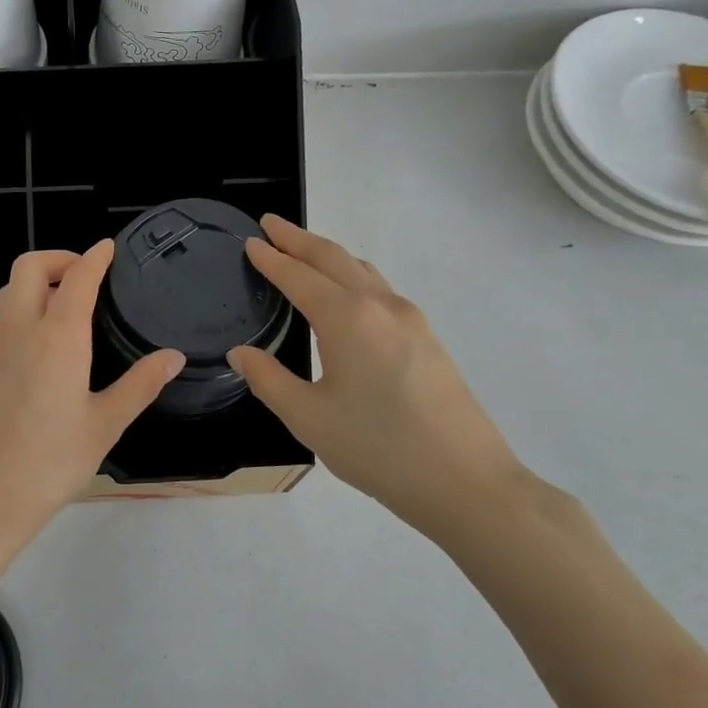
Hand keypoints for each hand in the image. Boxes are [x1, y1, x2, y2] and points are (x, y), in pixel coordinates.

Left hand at [0, 242, 182, 588]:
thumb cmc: (50, 463)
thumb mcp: (105, 425)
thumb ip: (140, 385)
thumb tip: (173, 356)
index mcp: (57, 336)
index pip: (78, 278)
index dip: (95, 257)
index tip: (108, 248)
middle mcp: (17, 329)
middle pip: (29, 267)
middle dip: (58, 258)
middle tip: (83, 274)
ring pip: (7, 291)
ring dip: (34, 284)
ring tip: (61, 307)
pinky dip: (16, 312)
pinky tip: (33, 345)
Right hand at [228, 216, 544, 545]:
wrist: (466, 482)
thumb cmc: (378, 449)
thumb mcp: (308, 418)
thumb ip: (268, 380)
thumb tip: (241, 353)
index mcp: (348, 319)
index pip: (299, 277)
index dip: (272, 258)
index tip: (251, 241)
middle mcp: (381, 307)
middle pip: (334, 259)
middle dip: (299, 239)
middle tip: (271, 225)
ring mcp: (412, 320)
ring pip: (363, 271)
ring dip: (329, 256)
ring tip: (303, 253)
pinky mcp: (428, 339)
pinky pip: (381, 290)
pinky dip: (353, 278)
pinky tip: (347, 296)